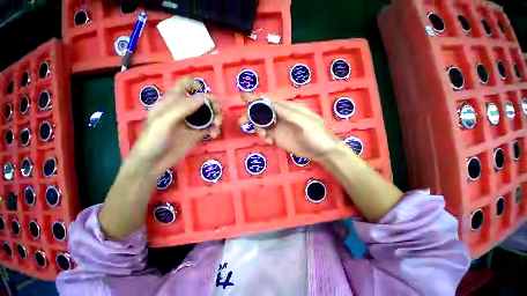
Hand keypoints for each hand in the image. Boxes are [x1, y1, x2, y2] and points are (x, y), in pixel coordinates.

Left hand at [131, 77, 221, 175]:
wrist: (154, 162)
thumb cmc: (153, 139)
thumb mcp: (163, 121)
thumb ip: (182, 108)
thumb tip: (204, 97)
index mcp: (172, 102)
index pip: (184, 85)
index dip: (194, 84)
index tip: (204, 91)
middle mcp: (184, 110)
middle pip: (203, 100)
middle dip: (213, 105)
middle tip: (217, 116)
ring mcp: (192, 122)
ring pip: (209, 113)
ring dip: (216, 118)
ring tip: (216, 127)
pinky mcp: (198, 133)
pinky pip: (210, 127)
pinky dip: (215, 129)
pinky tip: (214, 135)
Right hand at [240, 94, 338, 160]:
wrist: (322, 151)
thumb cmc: (317, 134)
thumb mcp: (306, 122)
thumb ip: (288, 113)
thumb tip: (271, 103)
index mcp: (288, 108)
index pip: (269, 101)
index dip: (256, 98)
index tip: (242, 96)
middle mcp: (281, 116)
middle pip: (262, 112)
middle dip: (251, 115)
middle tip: (242, 121)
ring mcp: (279, 127)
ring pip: (262, 124)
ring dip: (258, 128)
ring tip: (265, 137)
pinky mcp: (278, 138)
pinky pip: (266, 134)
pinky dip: (264, 137)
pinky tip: (269, 141)